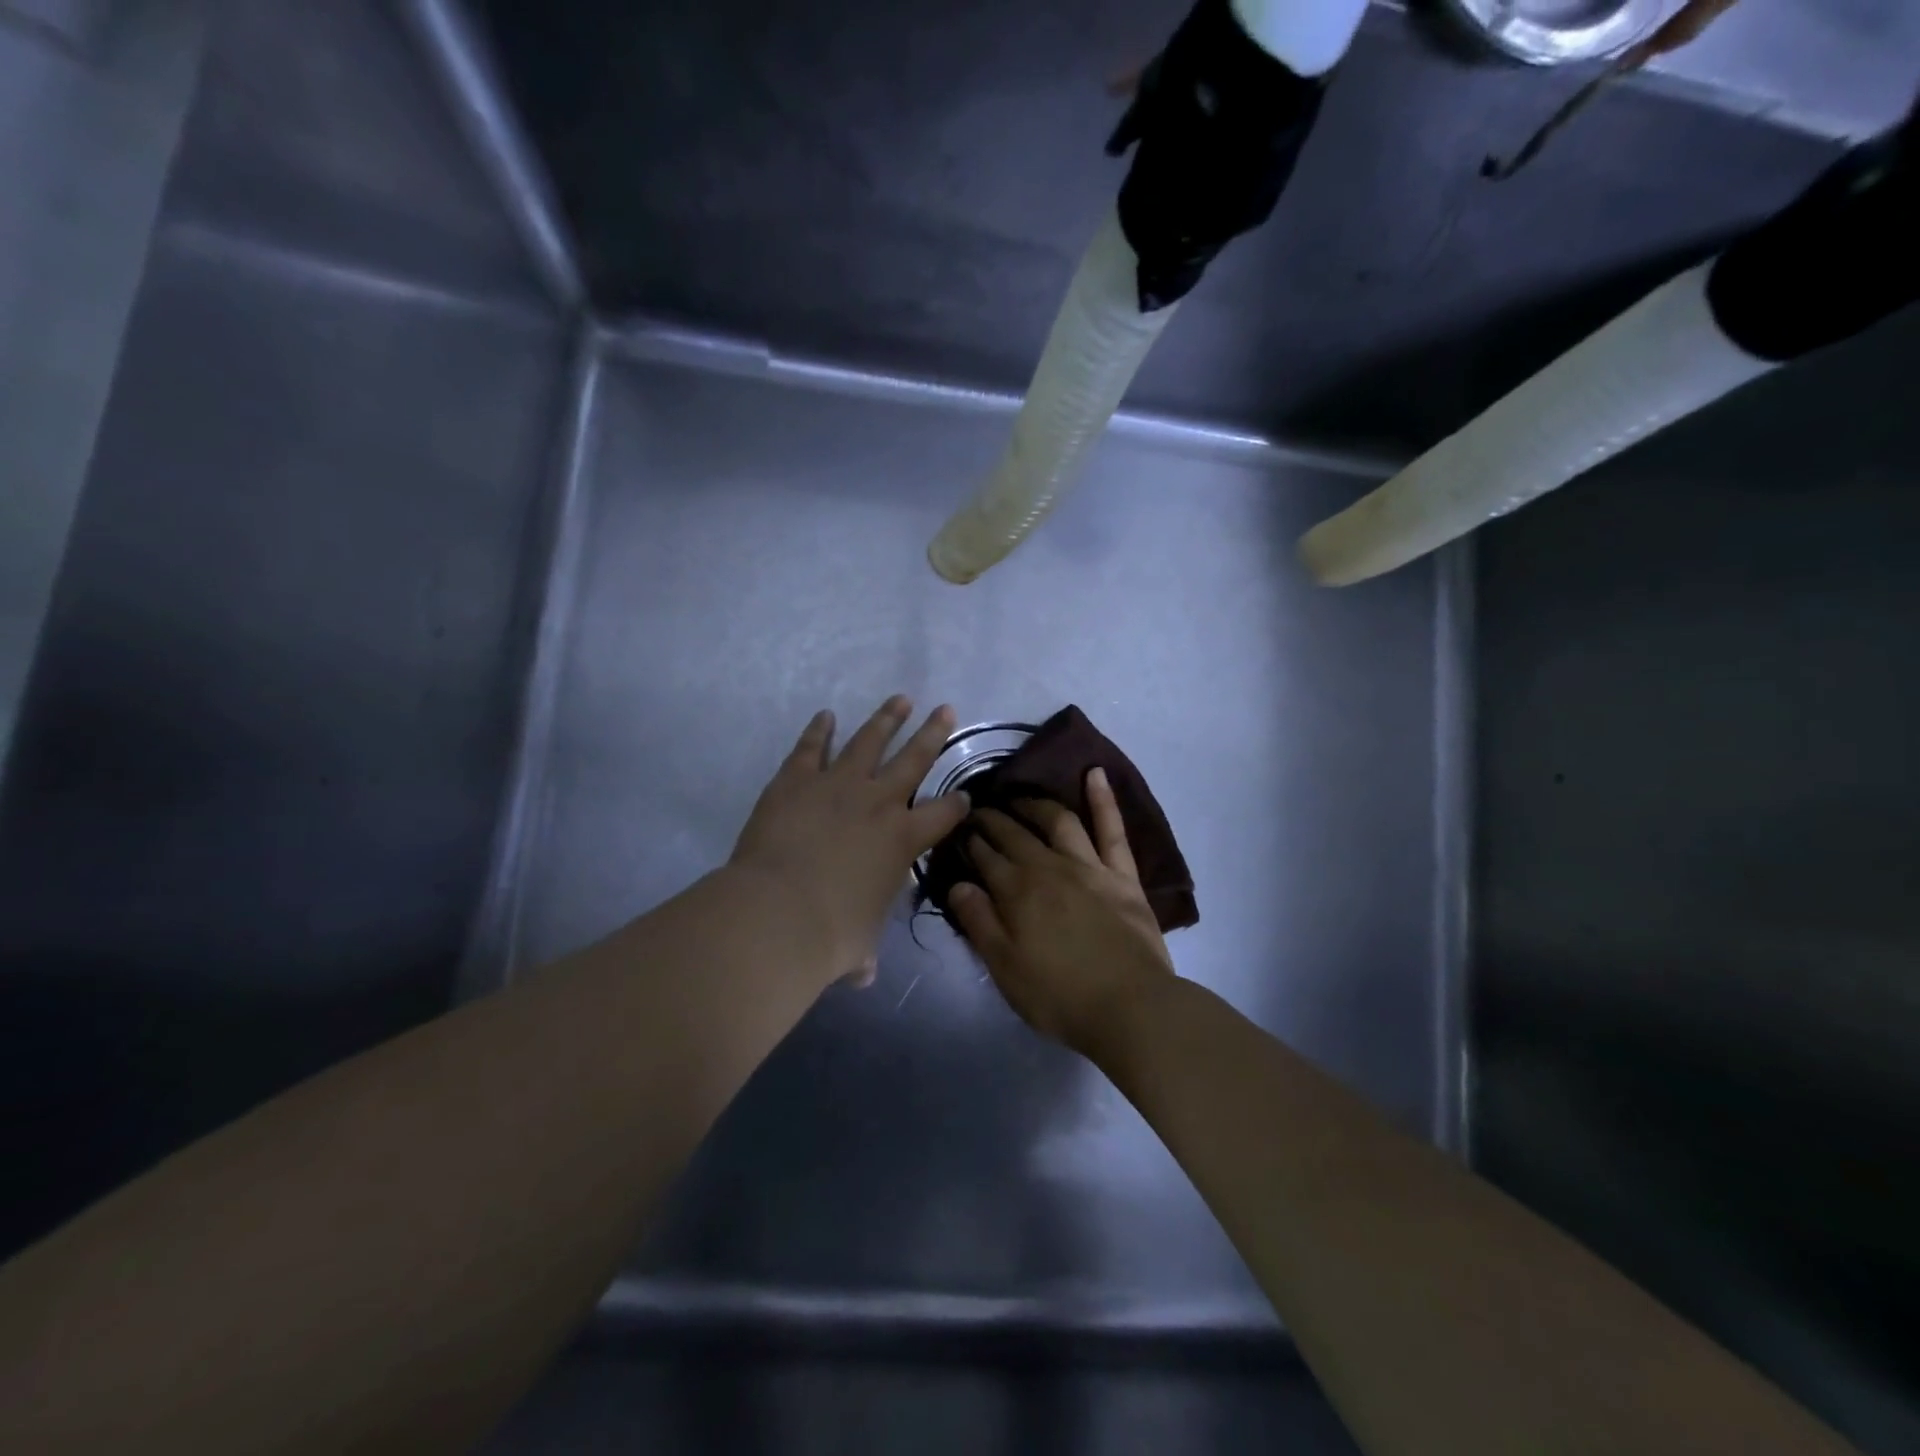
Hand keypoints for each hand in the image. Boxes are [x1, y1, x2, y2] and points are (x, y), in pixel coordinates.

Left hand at [730, 697, 969, 986]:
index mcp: (903, 840)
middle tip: (946, 709)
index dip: (958, 805)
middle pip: (915, 758)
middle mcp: (879, 802)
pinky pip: (811, 748)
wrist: (777, 913)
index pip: (944, 814)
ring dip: (886, 718)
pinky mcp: (796, 780)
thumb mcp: (859, 947)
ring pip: (869, 741)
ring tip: (900, 699)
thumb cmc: (830, 935)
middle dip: (933, 733)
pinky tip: (826, 716)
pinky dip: (819, 730)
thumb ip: (864, 953)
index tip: (964, 795)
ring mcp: (837, 785)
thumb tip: (863, 973)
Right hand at [947, 768, 1174, 1056]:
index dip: (969, 841)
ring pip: (1058, 821)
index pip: (985, 856)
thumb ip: (979, 923)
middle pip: (1015, 833)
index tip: (958, 830)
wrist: (1130, 1007)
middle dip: (992, 818)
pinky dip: (1103, 799)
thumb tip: (957, 884)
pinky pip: (1112, 829)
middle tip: (978, 810)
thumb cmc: (1060, 996)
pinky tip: (1095, 773)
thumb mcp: (1005, 968)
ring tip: (1019, 797)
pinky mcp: (1122, 874)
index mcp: (1017, 891)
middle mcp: (1049, 867)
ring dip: (1035, 804)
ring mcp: (1089, 866)